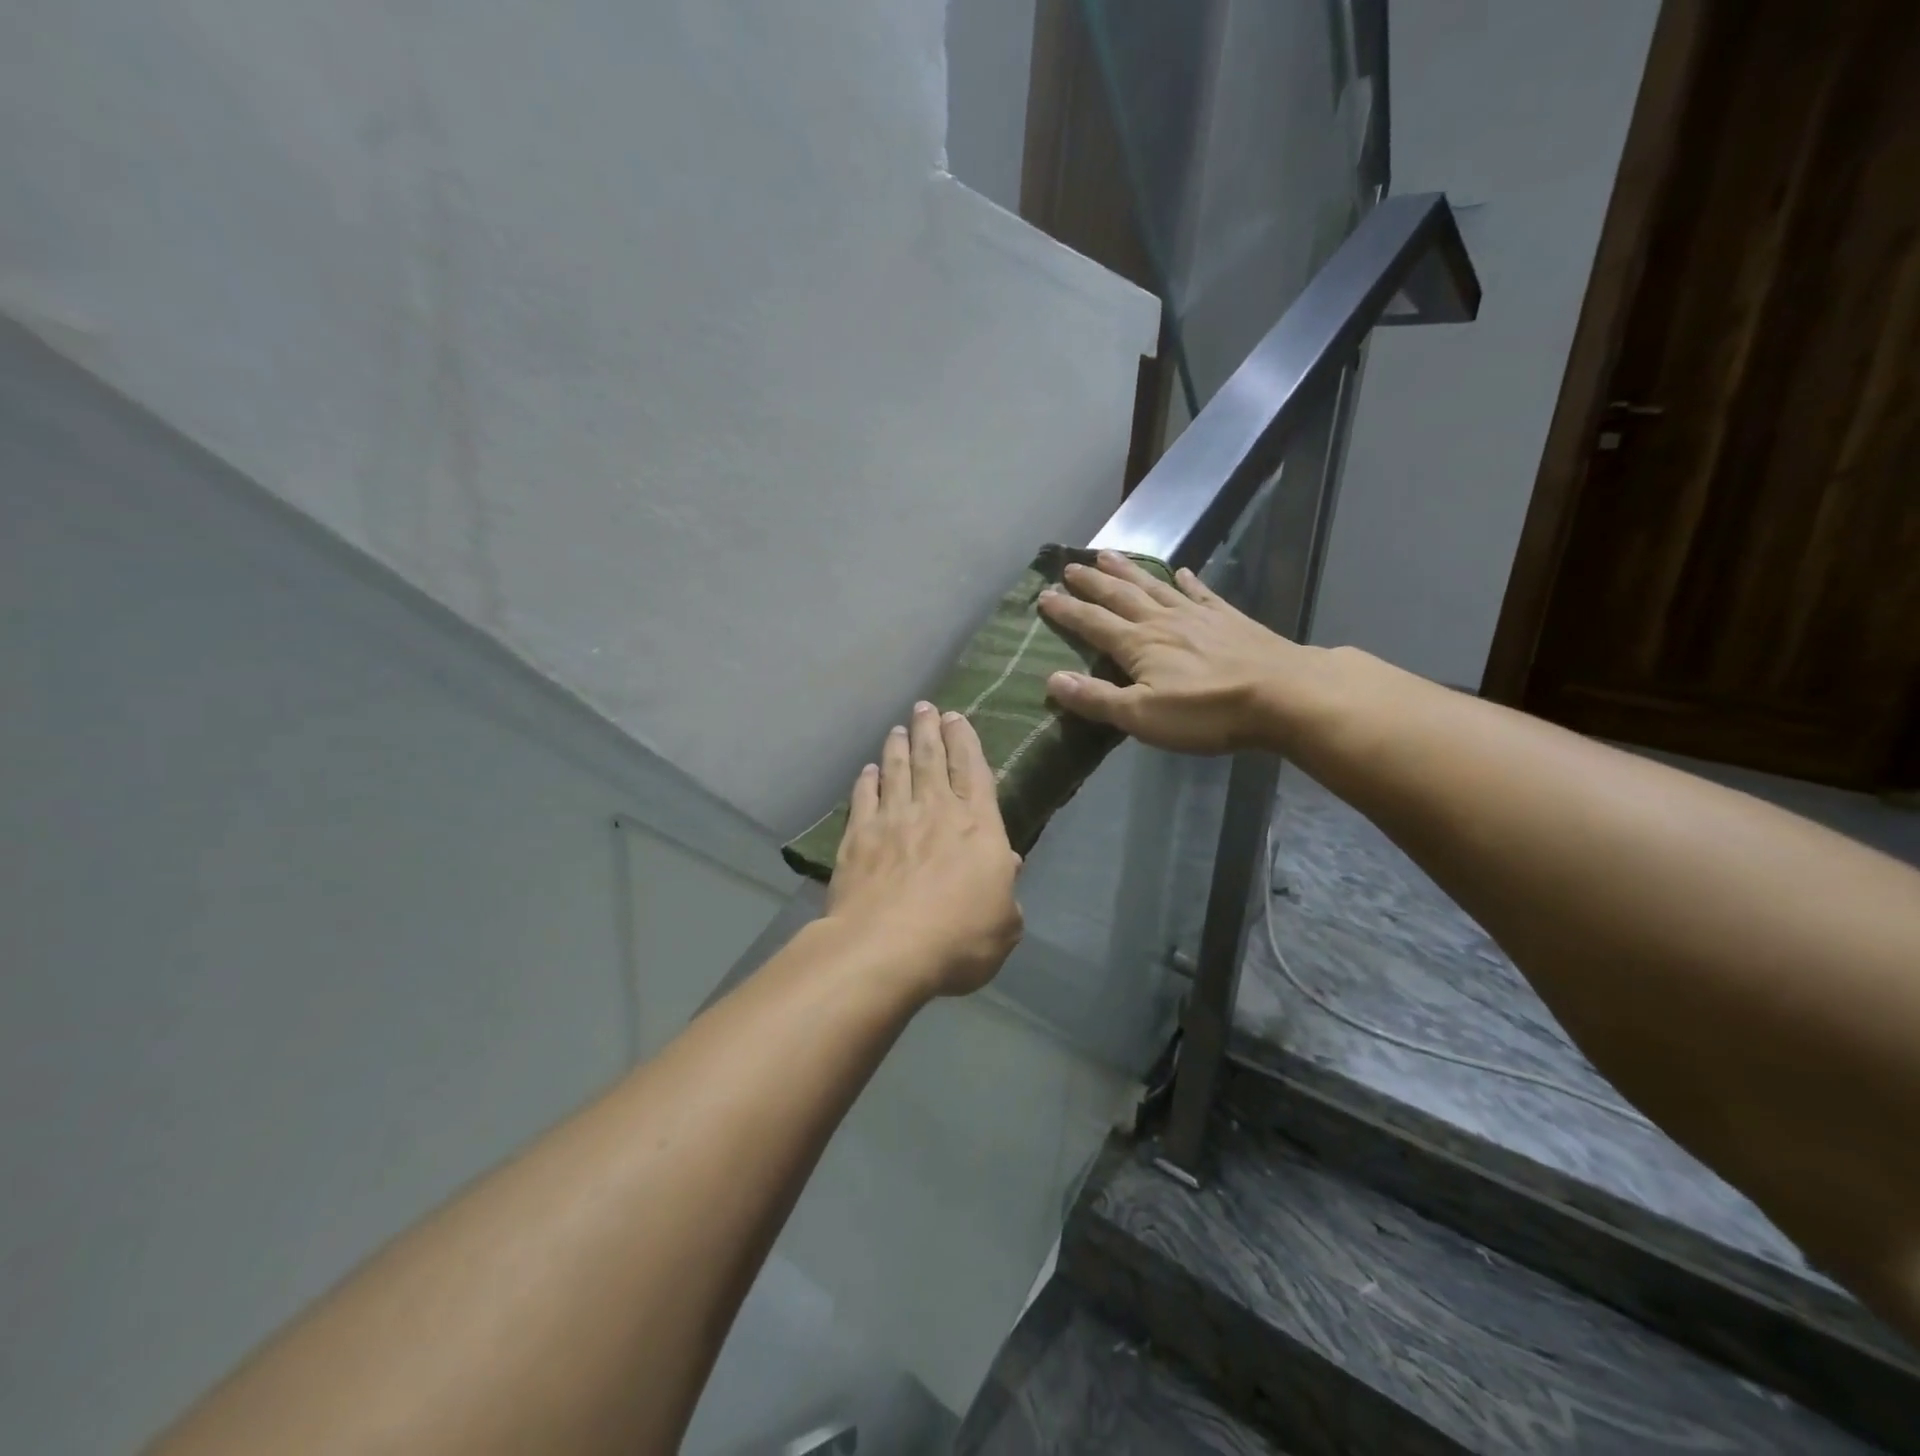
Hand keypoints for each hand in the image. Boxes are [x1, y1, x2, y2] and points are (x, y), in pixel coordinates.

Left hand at [825, 702, 1023, 997]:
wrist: (886, 949)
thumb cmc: (958, 938)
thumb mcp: (1004, 923)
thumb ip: (1006, 888)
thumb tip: (1007, 863)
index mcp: (977, 825)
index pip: (973, 770)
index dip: (965, 741)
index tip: (957, 718)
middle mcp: (935, 810)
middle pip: (931, 759)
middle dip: (930, 729)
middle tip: (925, 707)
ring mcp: (892, 820)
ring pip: (896, 771)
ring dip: (898, 747)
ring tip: (898, 728)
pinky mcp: (858, 837)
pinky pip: (863, 797)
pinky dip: (867, 780)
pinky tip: (868, 770)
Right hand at [1037, 550, 1322, 754]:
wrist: (1283, 695)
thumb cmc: (1206, 712)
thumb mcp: (1142, 716)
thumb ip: (1097, 699)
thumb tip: (1052, 679)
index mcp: (1139, 645)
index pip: (1093, 623)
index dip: (1067, 611)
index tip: (1044, 595)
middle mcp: (1163, 622)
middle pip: (1121, 597)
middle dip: (1092, 582)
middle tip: (1070, 565)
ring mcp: (1198, 616)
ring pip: (1154, 587)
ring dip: (1129, 572)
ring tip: (1108, 555)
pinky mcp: (1229, 620)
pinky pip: (1201, 593)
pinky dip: (1187, 581)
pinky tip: (1180, 571)